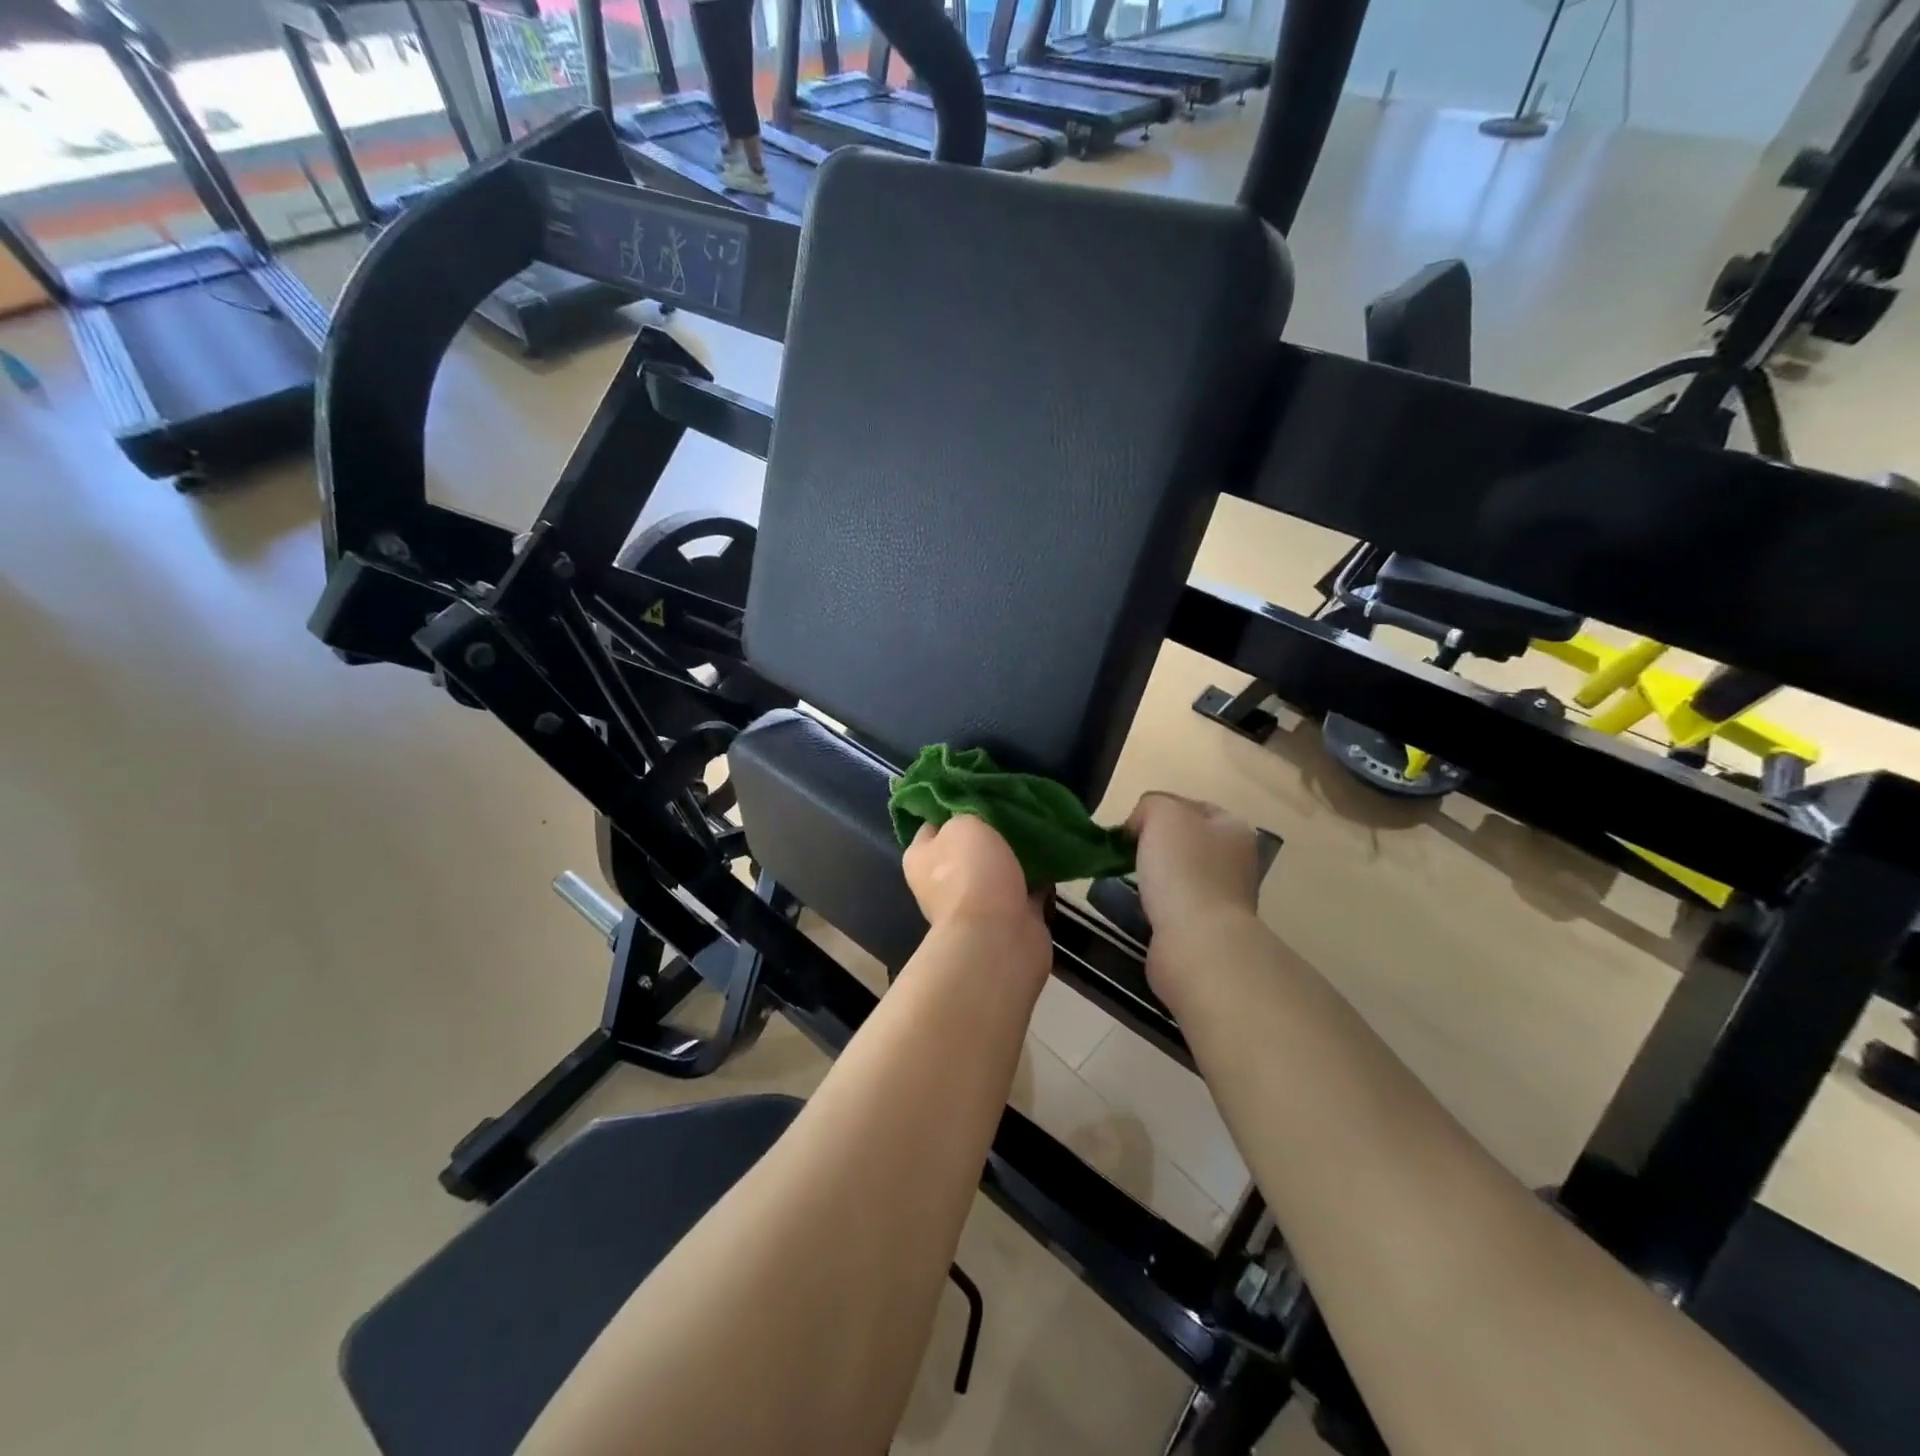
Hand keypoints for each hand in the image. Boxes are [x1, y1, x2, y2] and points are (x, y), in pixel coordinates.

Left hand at [904, 814, 1045, 935]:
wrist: (998, 936)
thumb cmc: (970, 872)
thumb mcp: (962, 824)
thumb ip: (966, 814)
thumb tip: (973, 817)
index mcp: (921, 858)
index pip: (931, 823)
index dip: (952, 805)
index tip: (978, 787)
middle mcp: (944, 881)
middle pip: (969, 845)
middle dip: (991, 828)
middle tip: (1015, 803)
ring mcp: (978, 901)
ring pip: (999, 866)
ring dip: (1017, 851)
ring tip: (1040, 823)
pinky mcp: (1010, 916)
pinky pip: (1027, 886)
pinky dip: (1040, 873)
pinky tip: (1056, 850)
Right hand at [1126, 793, 1263, 945]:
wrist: (1197, 943)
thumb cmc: (1183, 869)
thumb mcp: (1162, 814)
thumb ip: (1150, 805)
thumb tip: (1140, 825)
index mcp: (1233, 828)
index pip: (1191, 806)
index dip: (1159, 809)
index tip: (1130, 825)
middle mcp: (1235, 860)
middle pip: (1186, 840)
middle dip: (1154, 843)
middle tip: (1126, 852)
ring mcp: (1224, 897)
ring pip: (1179, 873)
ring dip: (1155, 875)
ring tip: (1130, 880)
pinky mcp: (1206, 928)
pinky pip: (1175, 904)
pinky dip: (1156, 904)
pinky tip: (1141, 907)